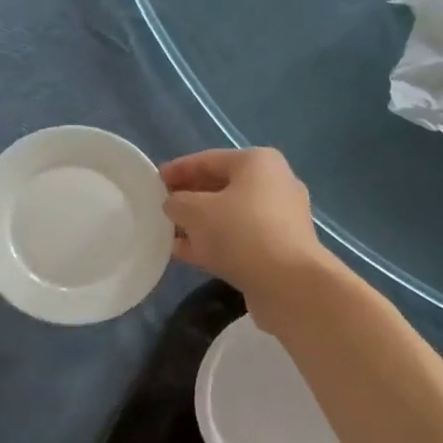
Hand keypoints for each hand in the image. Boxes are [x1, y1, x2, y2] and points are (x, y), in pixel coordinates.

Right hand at [160, 148, 324, 304]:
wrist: (288, 283)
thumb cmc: (240, 232)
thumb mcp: (195, 211)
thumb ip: (177, 202)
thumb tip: (174, 204)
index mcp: (258, 162)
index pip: (208, 159)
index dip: (178, 169)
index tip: (154, 181)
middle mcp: (274, 184)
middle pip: (221, 186)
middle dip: (189, 197)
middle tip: (161, 207)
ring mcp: (279, 219)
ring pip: (229, 215)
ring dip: (199, 223)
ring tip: (168, 232)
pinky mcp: (279, 249)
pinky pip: (238, 238)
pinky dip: (213, 243)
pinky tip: (186, 253)